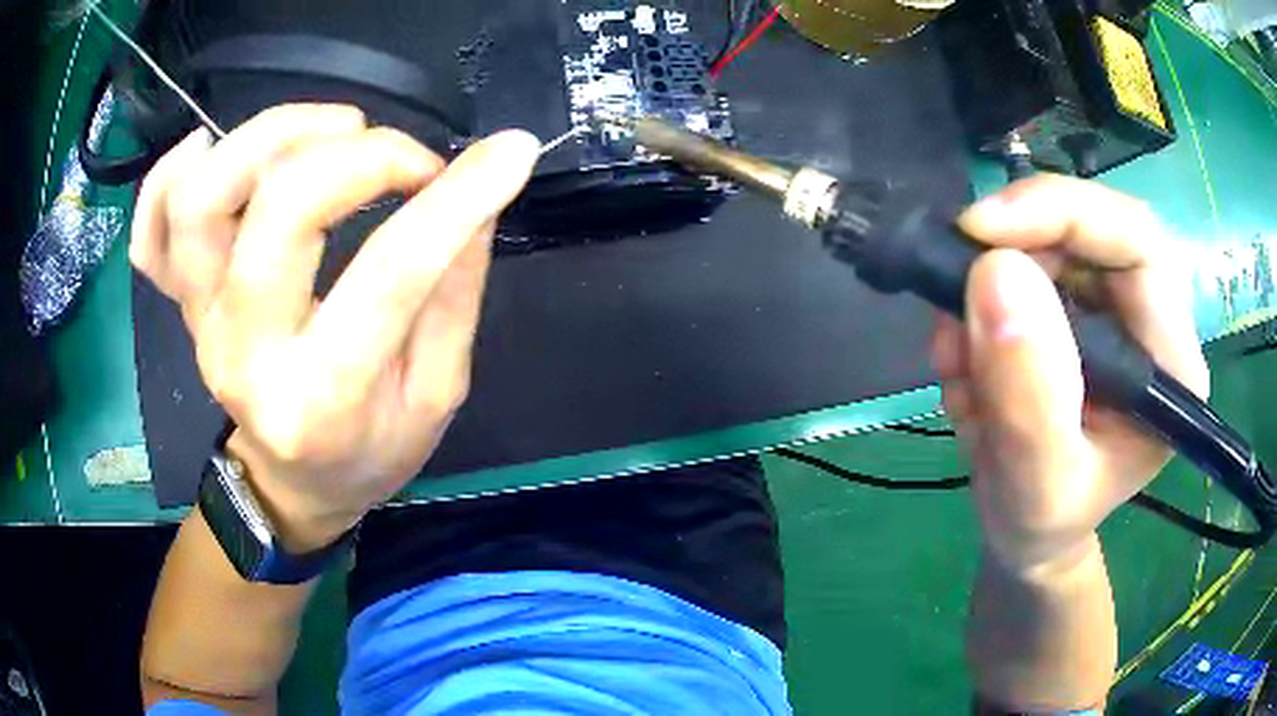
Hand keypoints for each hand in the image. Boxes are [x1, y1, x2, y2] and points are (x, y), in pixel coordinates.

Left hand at [131, 104, 540, 549]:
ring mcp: (202, 324)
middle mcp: (246, 354)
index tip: (508, 156)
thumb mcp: (436, 395)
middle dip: (360, 155)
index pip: (392, 274)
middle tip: (404, 157)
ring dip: (271, 137)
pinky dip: (168, 176)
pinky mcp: (182, 305)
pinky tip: (207, 149)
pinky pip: (149, 232)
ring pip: (201, 201)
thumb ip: (454, 293)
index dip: (457, 199)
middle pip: (280, 212)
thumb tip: (477, 195)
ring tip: (328, 132)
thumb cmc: (368, 451)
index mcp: (323, 398)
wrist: (291, 486)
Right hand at [935, 175, 1208, 575]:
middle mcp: (1148, 319)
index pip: (1135, 240)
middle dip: (1011, 254)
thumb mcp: (1037, 485)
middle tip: (955, 305)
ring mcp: (1109, 309)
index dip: (1061, 213)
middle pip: (1086, 230)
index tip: (981, 233)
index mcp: (1170, 362)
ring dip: (984, 292)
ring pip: (1043, 246)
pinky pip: (1017, 270)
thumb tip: (995, 273)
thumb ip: (1029, 398)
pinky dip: (977, 306)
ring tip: (957, 366)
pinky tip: (965, 365)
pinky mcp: (1073, 308)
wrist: (1029, 530)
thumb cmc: (1045, 522)